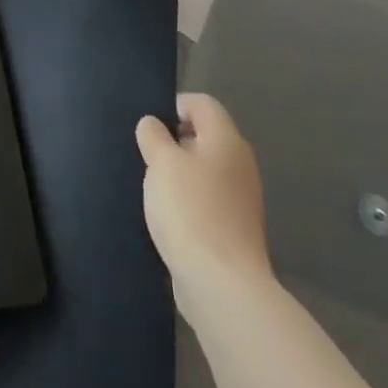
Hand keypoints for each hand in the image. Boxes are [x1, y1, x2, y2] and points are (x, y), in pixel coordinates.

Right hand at [136, 94, 271, 290]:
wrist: (222, 284)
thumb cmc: (190, 209)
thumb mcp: (161, 162)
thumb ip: (154, 136)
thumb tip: (153, 125)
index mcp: (226, 140)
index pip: (203, 104)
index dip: (175, 105)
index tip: (150, 126)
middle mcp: (240, 164)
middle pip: (205, 136)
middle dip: (174, 140)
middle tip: (147, 154)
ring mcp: (241, 198)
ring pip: (205, 169)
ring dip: (180, 172)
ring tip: (153, 185)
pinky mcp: (235, 228)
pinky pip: (207, 198)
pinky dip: (188, 199)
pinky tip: (168, 214)